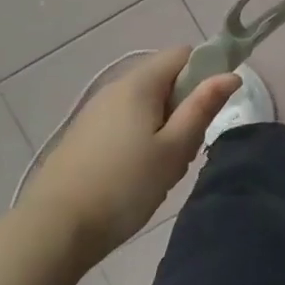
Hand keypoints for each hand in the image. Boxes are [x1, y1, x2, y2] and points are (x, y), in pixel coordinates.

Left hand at [20, 47, 239, 259]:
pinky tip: (138, 175)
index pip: (183, 54)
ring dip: (165, 126)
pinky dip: (142, 138)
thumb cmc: (125, 186)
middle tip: (187, 148)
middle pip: (165, 80)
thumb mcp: (175, 148)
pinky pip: (126, 123)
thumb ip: (203, 107)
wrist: (54, 229)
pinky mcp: (84, 136)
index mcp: (139, 84)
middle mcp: (115, 88)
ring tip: (163, 167)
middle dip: (185, 106)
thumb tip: (230, 75)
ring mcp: (95, 112)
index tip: (211, 108)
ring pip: (146, 105)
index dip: (206, 71)